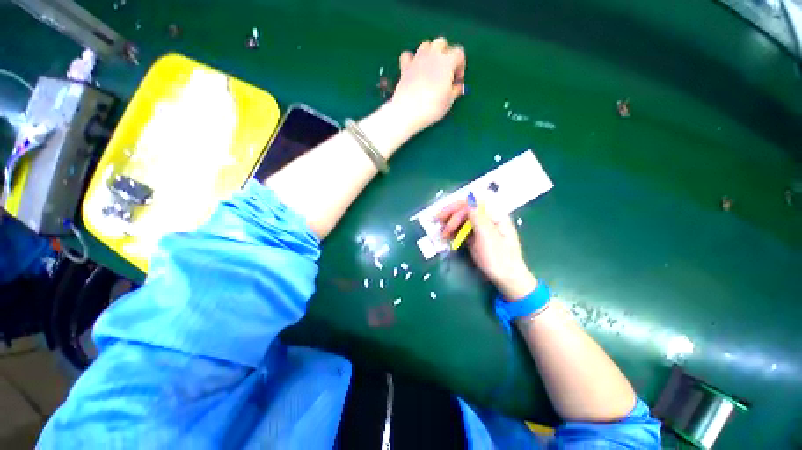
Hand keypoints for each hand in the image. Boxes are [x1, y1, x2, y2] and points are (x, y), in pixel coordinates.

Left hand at [390, 37, 465, 133]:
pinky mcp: (405, 68)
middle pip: (442, 43)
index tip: (457, 80)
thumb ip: (455, 90)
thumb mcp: (449, 101)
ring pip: (426, 45)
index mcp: (447, 61)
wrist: (408, 111)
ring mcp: (417, 59)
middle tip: (445, 72)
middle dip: (446, 54)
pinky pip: (407, 56)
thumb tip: (457, 86)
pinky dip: (411, 59)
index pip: (459, 53)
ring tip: (431, 69)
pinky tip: (414, 69)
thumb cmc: (433, 107)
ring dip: (430, 53)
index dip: (461, 66)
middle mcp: (432, 55)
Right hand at [438, 200, 536, 300]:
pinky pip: (463, 229)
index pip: (473, 203)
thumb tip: (470, 198)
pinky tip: (447, 234)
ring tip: (441, 230)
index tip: (445, 220)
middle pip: (467, 209)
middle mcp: (488, 218)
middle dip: (451, 213)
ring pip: (463, 219)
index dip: (457, 208)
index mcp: (494, 215)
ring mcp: (482, 227)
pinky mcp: (476, 236)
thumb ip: (478, 217)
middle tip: (436, 220)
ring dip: (450, 222)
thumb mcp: (488, 237)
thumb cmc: (499, 258)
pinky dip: (454, 230)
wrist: (507, 279)